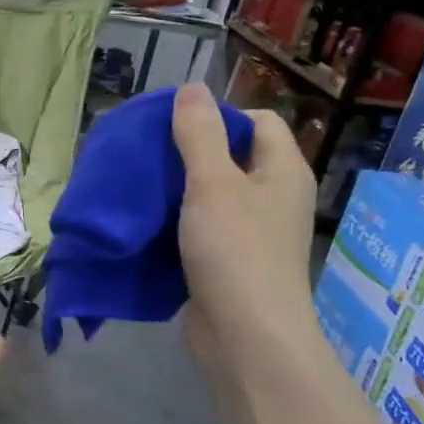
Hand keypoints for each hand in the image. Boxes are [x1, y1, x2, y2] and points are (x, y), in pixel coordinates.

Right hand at [171, 83, 317, 357]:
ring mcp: (254, 234)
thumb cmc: (235, 251)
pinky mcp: (230, 264)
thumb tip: (191, 87)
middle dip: (191, 154)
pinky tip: (148, 227)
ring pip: (214, 197)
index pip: (259, 121)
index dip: (220, 116)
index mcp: (282, 171)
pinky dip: (178, 226)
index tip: (174, 127)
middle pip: (234, 158)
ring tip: (141, 188)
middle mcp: (274, 198)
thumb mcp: (212, 183)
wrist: (245, 336)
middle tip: (148, 156)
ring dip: (180, 192)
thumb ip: (199, 133)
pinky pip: (203, 231)